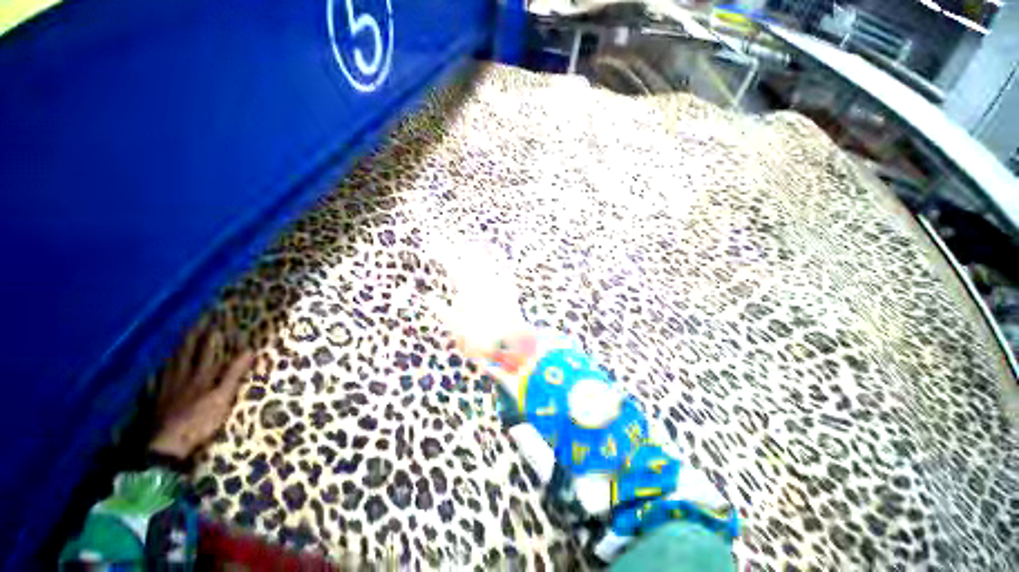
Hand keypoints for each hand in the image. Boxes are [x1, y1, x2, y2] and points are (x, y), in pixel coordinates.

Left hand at [149, 324, 254, 459]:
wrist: (166, 444)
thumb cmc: (199, 421)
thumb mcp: (222, 398)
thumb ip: (234, 374)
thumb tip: (249, 350)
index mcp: (200, 376)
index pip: (207, 352)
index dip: (211, 338)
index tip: (214, 323)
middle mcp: (182, 377)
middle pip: (186, 354)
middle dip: (192, 338)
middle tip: (194, 324)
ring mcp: (166, 389)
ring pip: (171, 364)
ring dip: (176, 351)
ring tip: (179, 342)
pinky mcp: (157, 401)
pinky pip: (156, 382)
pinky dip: (158, 374)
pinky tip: (156, 371)